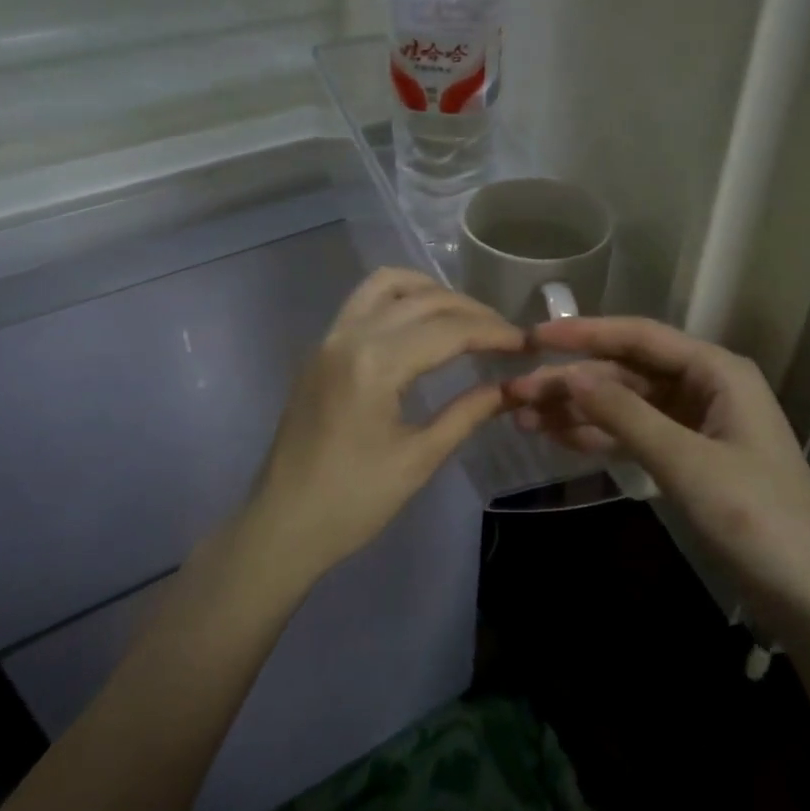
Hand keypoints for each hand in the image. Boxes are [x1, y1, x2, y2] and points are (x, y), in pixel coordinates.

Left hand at [241, 268, 524, 587]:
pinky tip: (420, 325)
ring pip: (386, 285)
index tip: (526, 344)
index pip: (448, 330)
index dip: (493, 333)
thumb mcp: (419, 459)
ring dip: (430, 291)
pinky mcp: (320, 350)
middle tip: (504, 335)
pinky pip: (362, 302)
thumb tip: (510, 388)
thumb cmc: (353, 501)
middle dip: (470, 311)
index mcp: (375, 364)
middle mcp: (350, 336)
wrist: (282, 525)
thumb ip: (467, 413)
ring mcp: (329, 339)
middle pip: (422, 300)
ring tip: (463, 318)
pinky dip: (398, 299)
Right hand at [504, 318, 809, 630]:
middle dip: (572, 381)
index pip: (639, 337)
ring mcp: (695, 424)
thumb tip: (570, 376)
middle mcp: (705, 387)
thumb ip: (626, 415)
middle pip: (626, 372)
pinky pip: (634, 435)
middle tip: (515, 392)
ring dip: (577, 410)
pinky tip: (558, 438)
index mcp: (717, 371)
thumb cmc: (758, 519)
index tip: (532, 337)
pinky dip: (598, 436)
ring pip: (625, 404)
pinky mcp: (687, 458)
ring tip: (522, 417)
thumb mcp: (687, 462)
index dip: (584, 334)